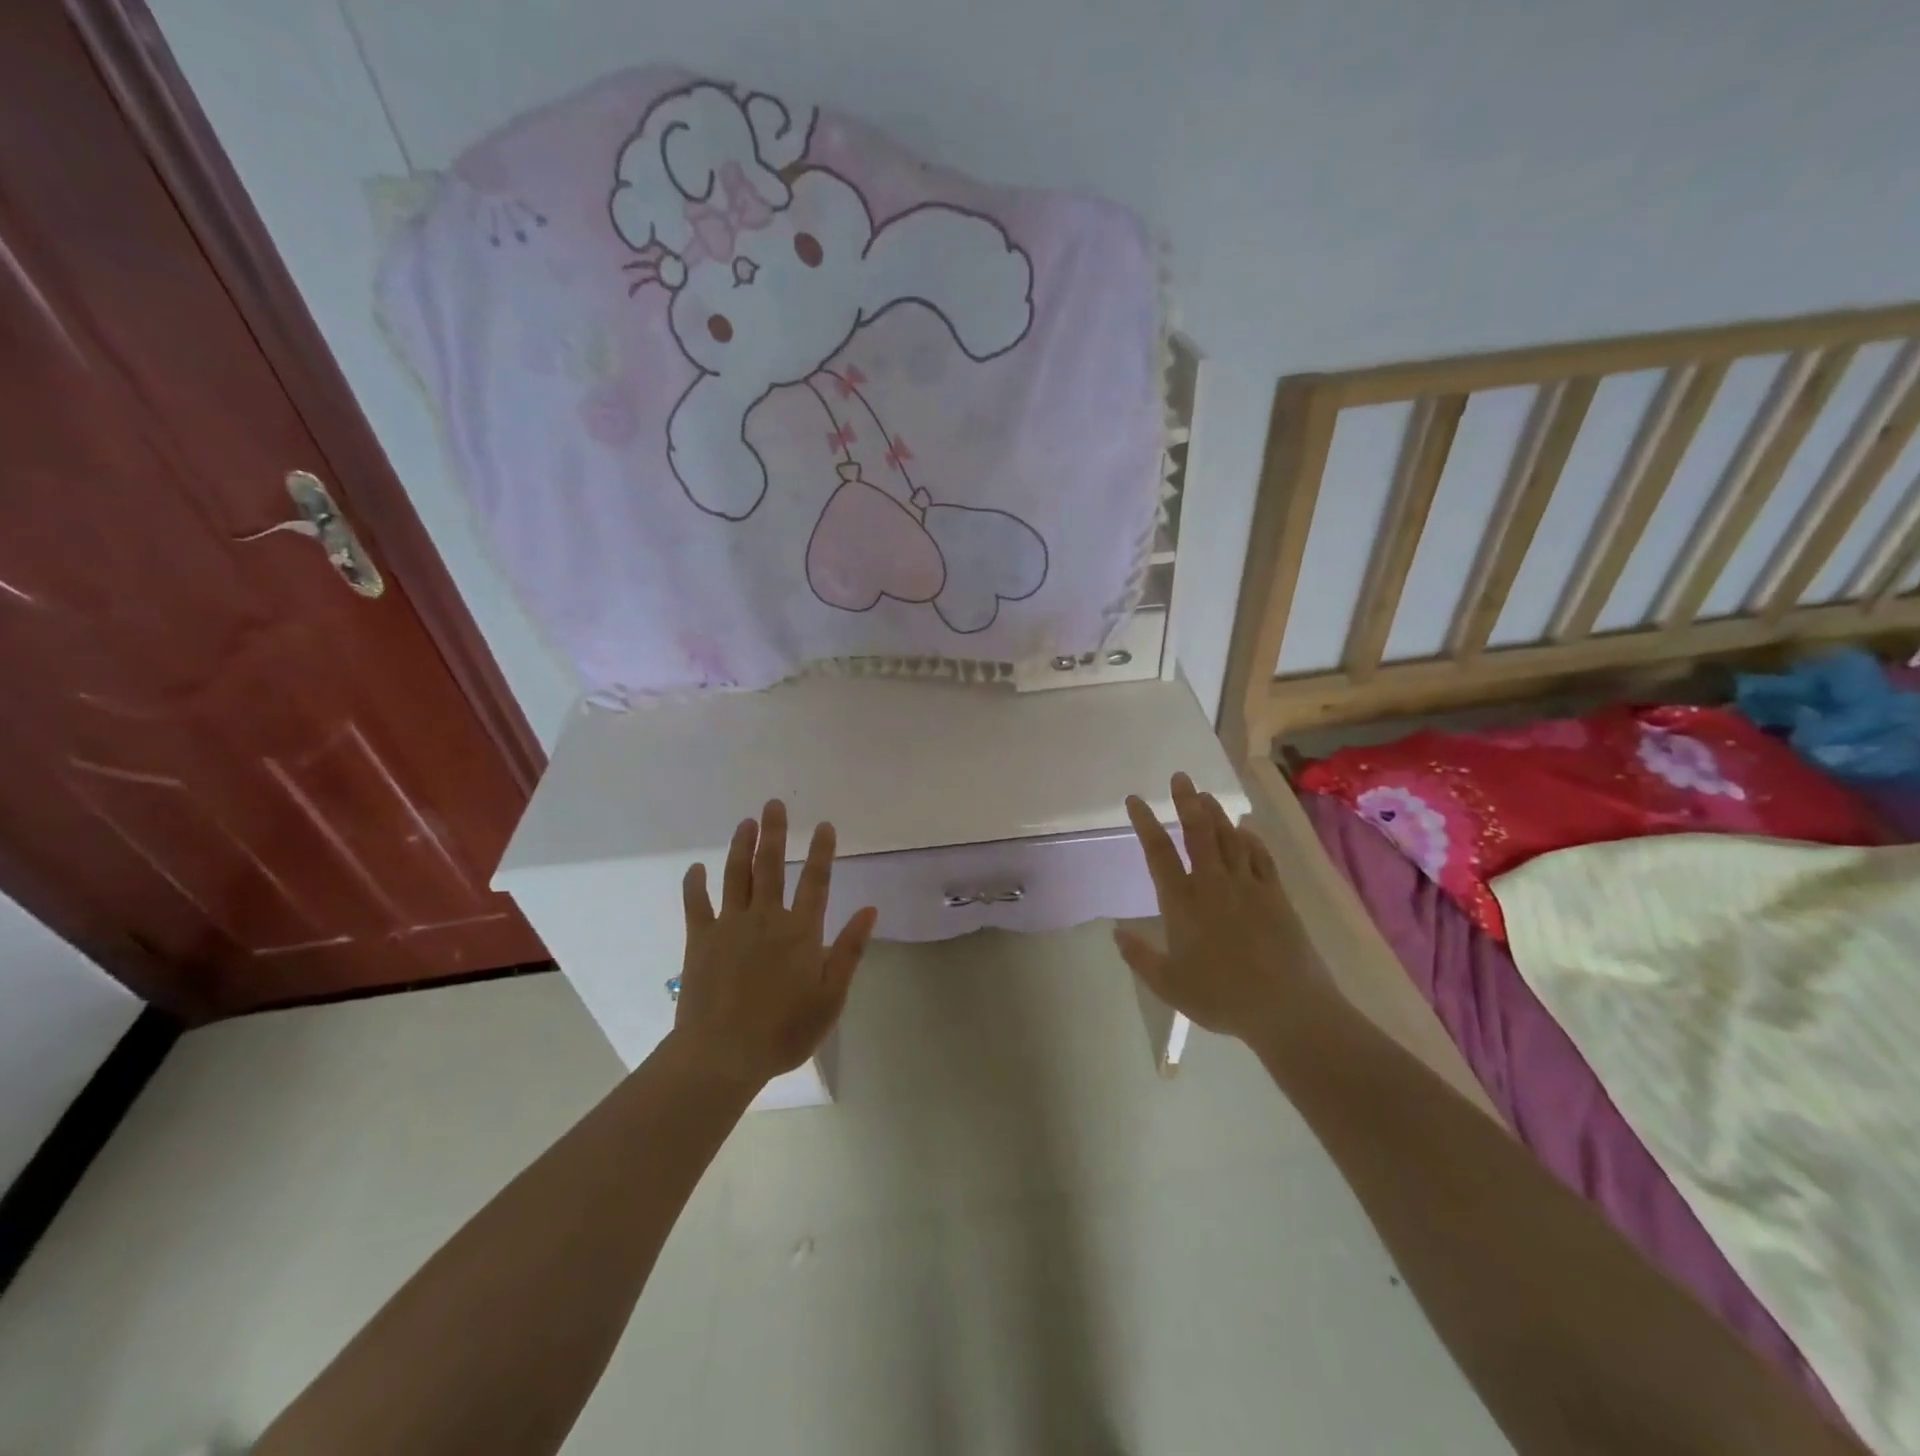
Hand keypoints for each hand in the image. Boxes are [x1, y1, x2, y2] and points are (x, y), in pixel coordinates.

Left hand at [674, 800, 878, 1088]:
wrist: (722, 1055)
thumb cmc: (784, 1031)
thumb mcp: (831, 996)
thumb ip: (849, 950)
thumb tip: (870, 910)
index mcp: (800, 931)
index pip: (815, 881)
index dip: (822, 852)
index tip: (824, 825)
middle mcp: (766, 918)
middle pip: (771, 866)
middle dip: (775, 833)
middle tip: (774, 804)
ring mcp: (729, 926)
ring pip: (736, 876)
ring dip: (740, 846)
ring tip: (746, 822)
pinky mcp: (699, 940)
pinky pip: (696, 904)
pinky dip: (695, 884)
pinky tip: (696, 868)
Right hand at [1114, 774, 1319, 1044]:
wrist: (1287, 1009)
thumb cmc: (1221, 997)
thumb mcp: (1169, 985)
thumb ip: (1140, 957)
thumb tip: (1116, 932)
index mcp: (1182, 902)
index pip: (1158, 853)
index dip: (1145, 823)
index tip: (1135, 800)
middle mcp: (1213, 884)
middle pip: (1197, 832)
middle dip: (1186, 801)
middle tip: (1180, 777)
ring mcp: (1248, 886)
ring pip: (1229, 838)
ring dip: (1216, 813)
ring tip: (1206, 795)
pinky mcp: (1276, 895)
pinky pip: (1261, 857)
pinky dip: (1251, 839)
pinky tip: (1246, 830)